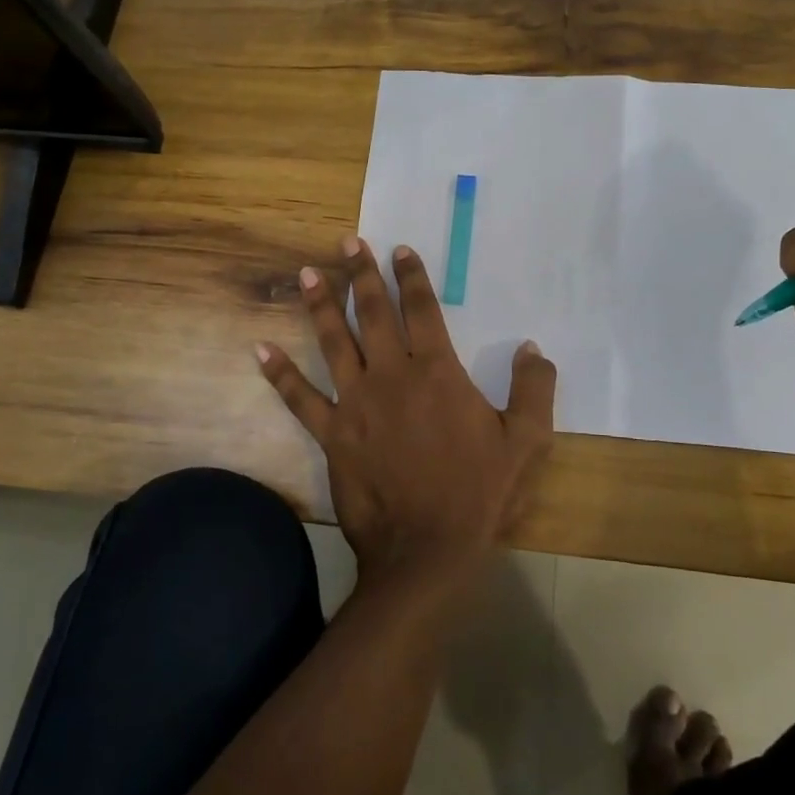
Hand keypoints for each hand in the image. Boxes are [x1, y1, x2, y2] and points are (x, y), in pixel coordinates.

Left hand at [256, 236, 556, 587]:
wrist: (427, 550)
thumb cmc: (479, 494)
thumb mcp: (526, 441)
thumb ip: (534, 390)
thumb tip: (533, 348)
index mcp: (437, 372)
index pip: (423, 310)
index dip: (411, 276)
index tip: (399, 250)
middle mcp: (392, 376)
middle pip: (374, 314)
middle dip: (361, 275)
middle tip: (347, 244)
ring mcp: (356, 404)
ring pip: (334, 343)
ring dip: (320, 306)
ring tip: (306, 274)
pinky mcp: (332, 435)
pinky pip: (300, 399)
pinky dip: (280, 374)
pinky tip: (260, 349)